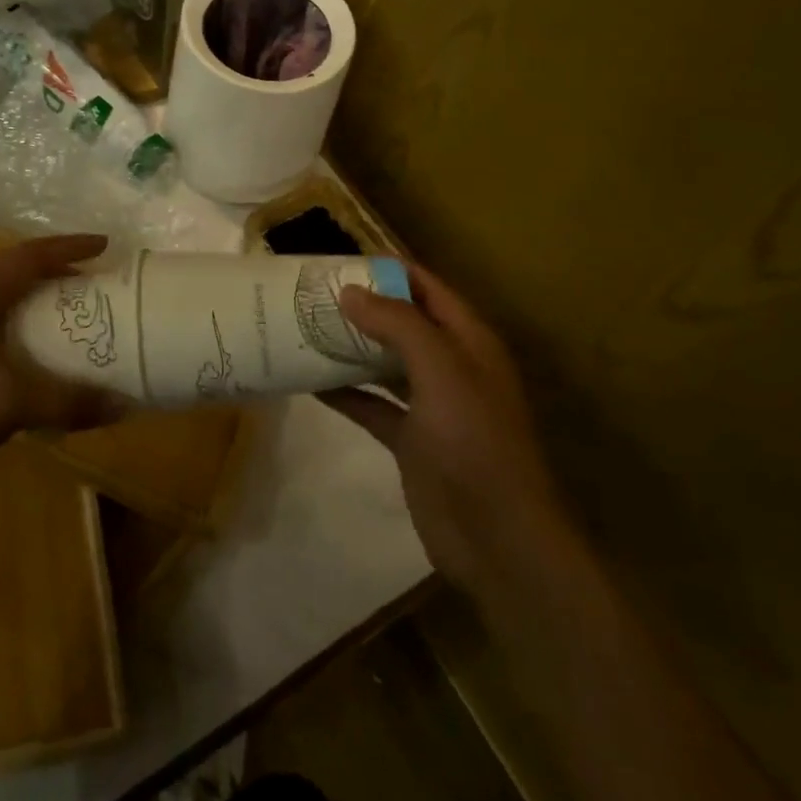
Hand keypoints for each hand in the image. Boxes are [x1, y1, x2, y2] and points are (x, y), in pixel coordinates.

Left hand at [0, 233, 122, 505]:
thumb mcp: (12, 402)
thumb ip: (69, 401)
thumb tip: (125, 404)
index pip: (30, 255)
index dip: (69, 246)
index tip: (106, 246)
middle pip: (18, 274)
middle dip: (59, 274)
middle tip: (97, 284)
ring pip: (8, 307)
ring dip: (43, 308)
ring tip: (79, 319)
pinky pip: (1, 338)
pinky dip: (29, 341)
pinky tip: (48, 366)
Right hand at [321, 265, 571, 589]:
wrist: (497, 539)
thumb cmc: (473, 442)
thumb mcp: (441, 371)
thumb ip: (398, 325)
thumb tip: (350, 290)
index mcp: (468, 341)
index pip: (427, 288)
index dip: (387, 270)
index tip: (338, 261)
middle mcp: (451, 366)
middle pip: (403, 322)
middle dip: (362, 306)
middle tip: (311, 293)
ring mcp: (431, 405)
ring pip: (385, 362)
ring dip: (350, 347)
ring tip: (303, 328)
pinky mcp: (411, 440)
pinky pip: (372, 404)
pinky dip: (345, 392)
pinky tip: (309, 381)